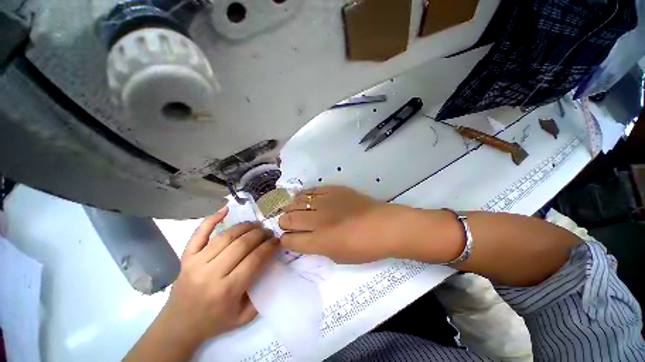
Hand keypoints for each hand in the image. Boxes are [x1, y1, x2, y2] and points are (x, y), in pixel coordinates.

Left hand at [165, 208, 277, 339]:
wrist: (178, 326)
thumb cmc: (214, 322)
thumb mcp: (244, 317)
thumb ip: (261, 294)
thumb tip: (272, 265)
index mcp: (227, 290)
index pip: (255, 259)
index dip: (269, 246)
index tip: (277, 240)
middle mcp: (211, 273)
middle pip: (242, 244)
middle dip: (260, 234)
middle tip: (268, 232)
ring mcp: (196, 263)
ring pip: (226, 235)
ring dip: (245, 226)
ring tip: (256, 225)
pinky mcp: (186, 257)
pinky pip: (199, 233)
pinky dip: (212, 219)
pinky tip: (225, 210)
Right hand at [278, 186, 400, 262]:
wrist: (383, 225)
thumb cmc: (364, 247)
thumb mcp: (338, 257)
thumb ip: (318, 247)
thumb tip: (306, 238)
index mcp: (319, 241)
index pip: (290, 241)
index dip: (285, 241)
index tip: (287, 239)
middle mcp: (317, 221)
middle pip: (288, 219)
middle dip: (283, 223)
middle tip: (287, 224)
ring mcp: (325, 202)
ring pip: (296, 202)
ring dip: (291, 208)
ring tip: (292, 210)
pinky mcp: (332, 190)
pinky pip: (311, 190)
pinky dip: (303, 195)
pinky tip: (302, 197)